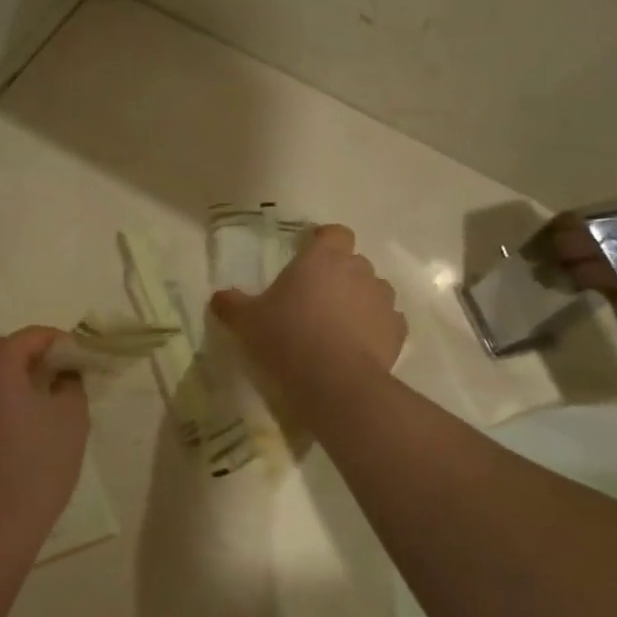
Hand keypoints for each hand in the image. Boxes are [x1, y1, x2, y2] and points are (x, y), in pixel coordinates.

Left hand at [0, 327, 89, 551]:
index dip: (58, 341)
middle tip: (50, 372)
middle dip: (23, 351)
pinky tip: (11, 425)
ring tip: (33, 397)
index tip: (78, 356)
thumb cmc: (37, 464)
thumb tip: (64, 375)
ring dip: (3, 374)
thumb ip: (71, 385)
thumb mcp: (71, 419)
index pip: (30, 336)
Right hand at [211, 225, 406, 414]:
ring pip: (373, 290)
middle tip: (315, 298)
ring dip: (359, 300)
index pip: (334, 233)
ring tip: (338, 324)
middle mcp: (358, 270)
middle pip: (353, 261)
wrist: (334, 383)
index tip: (309, 255)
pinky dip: (375, 328)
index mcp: (322, 258)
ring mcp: (382, 300)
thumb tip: (219, 297)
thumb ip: (232, 304)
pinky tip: (357, 346)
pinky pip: (387, 321)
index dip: (324, 241)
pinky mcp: (397, 331)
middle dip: (338, 274)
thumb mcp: (246, 321)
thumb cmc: (286, 338)